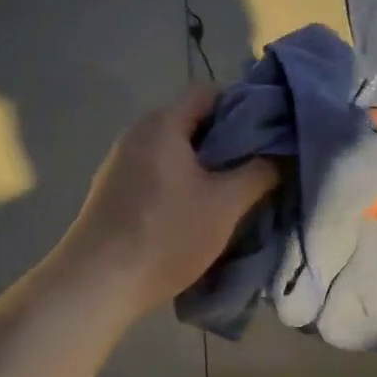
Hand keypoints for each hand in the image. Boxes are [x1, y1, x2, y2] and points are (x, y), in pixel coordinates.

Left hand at [60, 86, 277, 314]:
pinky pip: (157, 170)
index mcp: (162, 124)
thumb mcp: (225, 205)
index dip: (242, 105)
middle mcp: (137, 133)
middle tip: (258, 164)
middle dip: (227, 139)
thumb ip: (259, 172)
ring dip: (205, 164)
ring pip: (175, 149)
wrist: (96, 284)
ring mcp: (120, 162)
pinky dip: (182, 180)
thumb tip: (280, 154)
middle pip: (191, 120)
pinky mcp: (112, 190)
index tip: (268, 132)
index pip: (208, 92)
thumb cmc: (165, 235)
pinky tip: (197, 209)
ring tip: (233, 189)